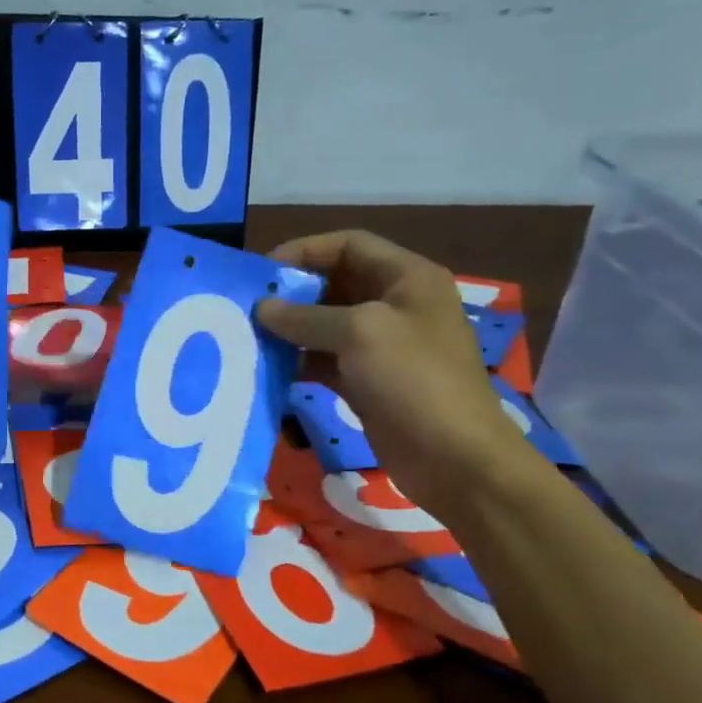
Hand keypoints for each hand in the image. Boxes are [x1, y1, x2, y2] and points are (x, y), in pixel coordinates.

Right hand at [256, 231, 531, 518]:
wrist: (453, 458)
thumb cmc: (414, 380)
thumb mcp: (359, 333)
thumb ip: (306, 317)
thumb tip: (263, 308)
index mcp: (407, 278)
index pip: (348, 244)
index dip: (304, 251)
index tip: (262, 272)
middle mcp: (395, 305)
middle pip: (335, 284)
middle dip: (293, 294)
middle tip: (248, 308)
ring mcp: (382, 346)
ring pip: (326, 325)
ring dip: (291, 331)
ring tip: (250, 337)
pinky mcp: (369, 382)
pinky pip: (326, 361)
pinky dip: (299, 362)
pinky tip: (269, 369)